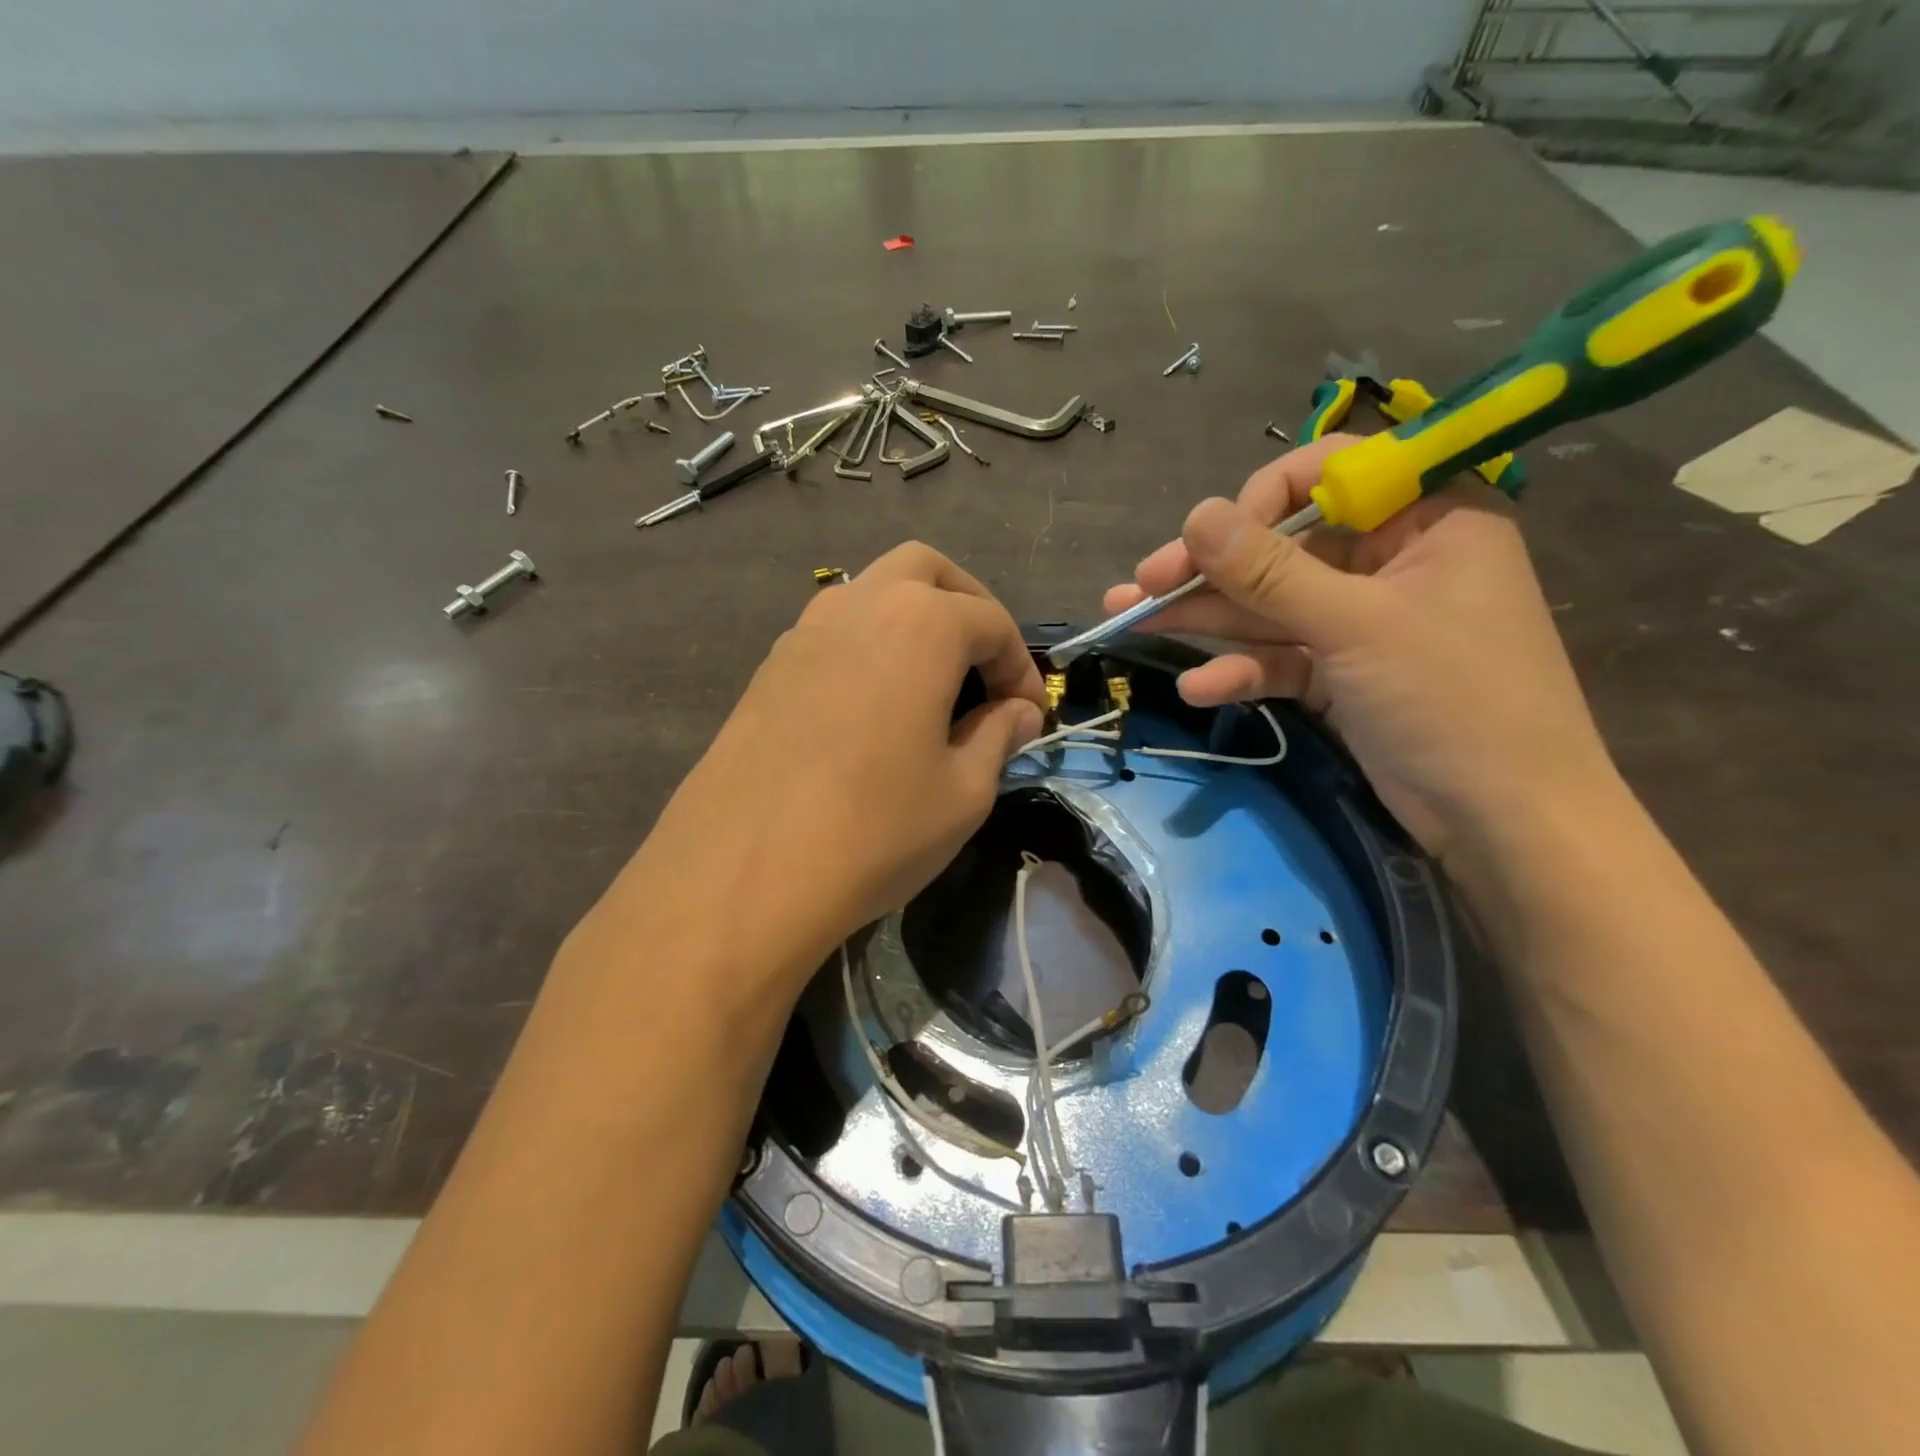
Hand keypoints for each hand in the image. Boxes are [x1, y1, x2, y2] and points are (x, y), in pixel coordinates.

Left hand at [632, 544, 1043, 982]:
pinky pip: (835, 633)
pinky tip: (875, 710)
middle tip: (986, 668)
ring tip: (932, 688)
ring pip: (873, 593)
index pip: (992, 623)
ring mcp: (804, 631)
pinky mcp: (769, 667)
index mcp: (920, 623)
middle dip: (969, 608)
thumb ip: (997, 736)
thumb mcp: (963, 792)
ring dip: (914, 622)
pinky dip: (870, 647)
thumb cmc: (875, 830)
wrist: (742, 875)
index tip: (1030, 716)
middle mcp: (859, 605)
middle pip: (928, 572)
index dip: (1021, 668)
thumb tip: (1018, 713)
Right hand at [1103, 435, 1616, 860]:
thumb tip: (1196, 516)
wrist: (1503, 822)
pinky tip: (1197, 688)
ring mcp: (1362, 621)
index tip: (1208, 538)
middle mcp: (1391, 560)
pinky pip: (1281, 658)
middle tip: (1138, 585)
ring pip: (1270, 606)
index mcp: (1426, 519)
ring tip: (1128, 622)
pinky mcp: (1342, 673)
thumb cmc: (1452, 701)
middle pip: (1283, 548)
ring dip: (1205, 619)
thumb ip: (1270, 571)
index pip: (1331, 475)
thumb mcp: (1356, 626)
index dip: (1261, 500)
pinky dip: (1240, 671)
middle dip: (1210, 571)